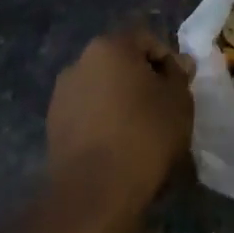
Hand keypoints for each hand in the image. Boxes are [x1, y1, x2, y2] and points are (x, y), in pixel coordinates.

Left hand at [47, 26, 194, 220]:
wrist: (94, 192)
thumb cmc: (144, 136)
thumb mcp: (178, 102)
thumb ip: (179, 76)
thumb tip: (179, 63)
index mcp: (109, 46)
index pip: (147, 40)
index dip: (168, 61)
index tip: (180, 90)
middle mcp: (80, 62)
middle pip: (121, 62)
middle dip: (143, 81)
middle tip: (164, 109)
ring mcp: (62, 94)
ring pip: (103, 89)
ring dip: (121, 102)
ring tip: (141, 132)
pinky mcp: (53, 125)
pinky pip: (88, 113)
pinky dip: (104, 122)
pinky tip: (118, 147)